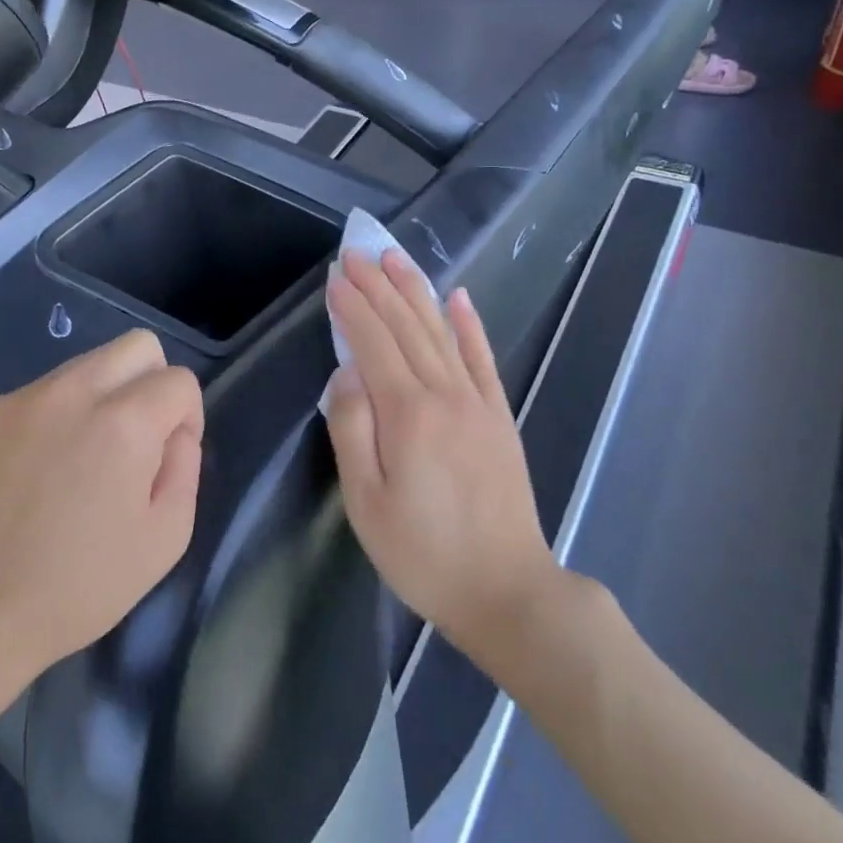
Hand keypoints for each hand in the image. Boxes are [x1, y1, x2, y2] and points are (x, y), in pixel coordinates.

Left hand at [0, 330, 203, 682]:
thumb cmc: (80, 583)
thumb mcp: (166, 538)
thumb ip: (185, 467)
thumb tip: (175, 432)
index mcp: (125, 421)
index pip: (179, 380)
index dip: (188, 417)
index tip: (168, 459)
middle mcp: (78, 390)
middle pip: (139, 345)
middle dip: (154, 383)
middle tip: (140, 442)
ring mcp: (31, 395)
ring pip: (93, 361)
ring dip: (109, 394)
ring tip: (90, 456)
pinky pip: (53, 387)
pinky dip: (68, 410)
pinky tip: (50, 463)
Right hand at [324, 250, 563, 665]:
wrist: (507, 590)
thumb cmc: (423, 552)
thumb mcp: (366, 502)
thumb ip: (352, 429)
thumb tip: (346, 374)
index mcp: (407, 413)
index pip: (372, 342)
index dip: (352, 306)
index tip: (334, 276)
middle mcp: (444, 394)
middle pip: (406, 325)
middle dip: (378, 285)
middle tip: (358, 251)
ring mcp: (477, 401)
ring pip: (441, 331)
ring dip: (416, 290)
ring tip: (396, 258)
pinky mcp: (499, 415)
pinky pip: (482, 357)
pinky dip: (468, 323)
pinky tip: (458, 297)